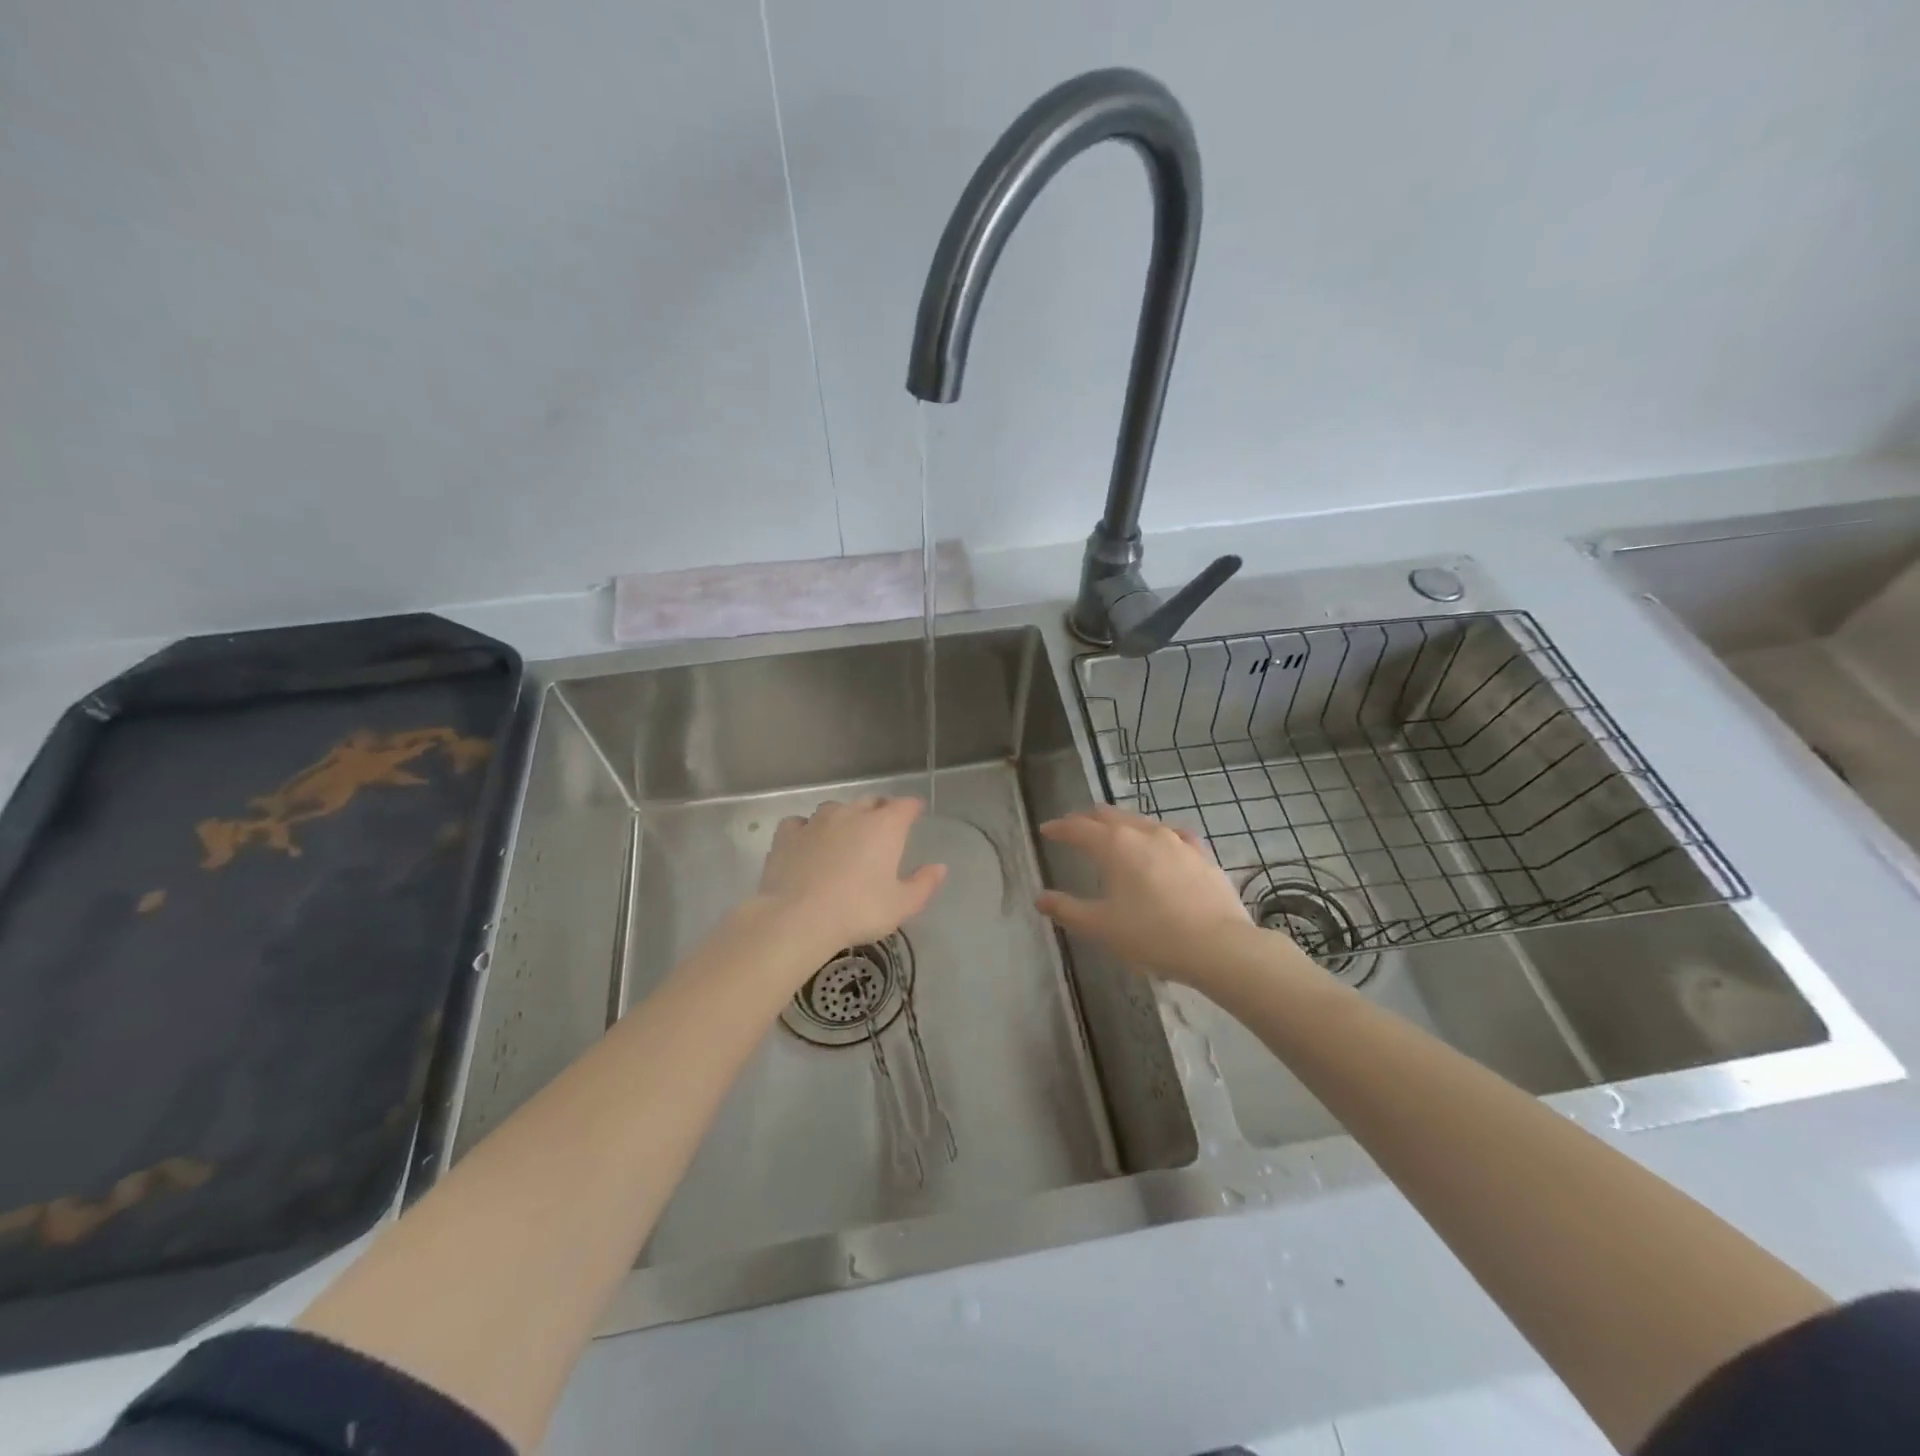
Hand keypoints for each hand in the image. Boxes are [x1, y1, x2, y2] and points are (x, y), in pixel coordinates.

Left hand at [757, 797, 946, 955]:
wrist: (798, 919)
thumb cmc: (858, 911)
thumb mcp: (901, 905)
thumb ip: (924, 884)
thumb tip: (940, 867)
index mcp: (884, 826)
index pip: (905, 805)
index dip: (912, 808)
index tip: (915, 814)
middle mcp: (851, 814)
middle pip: (870, 801)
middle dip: (879, 810)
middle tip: (882, 828)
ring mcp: (816, 821)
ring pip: (834, 809)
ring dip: (843, 818)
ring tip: (843, 837)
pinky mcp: (787, 835)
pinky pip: (800, 823)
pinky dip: (806, 830)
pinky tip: (806, 844)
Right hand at [1035, 806, 1256, 988]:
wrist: (1218, 946)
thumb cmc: (1151, 935)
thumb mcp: (1101, 927)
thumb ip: (1067, 909)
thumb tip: (1041, 898)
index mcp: (1114, 846)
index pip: (1078, 828)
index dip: (1059, 828)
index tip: (1046, 830)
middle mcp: (1144, 833)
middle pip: (1109, 815)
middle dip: (1088, 819)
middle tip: (1075, 827)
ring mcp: (1176, 841)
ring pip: (1141, 821)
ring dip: (1121, 823)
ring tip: (1113, 832)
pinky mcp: (1201, 854)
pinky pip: (1174, 835)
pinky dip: (1157, 835)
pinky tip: (1162, 842)